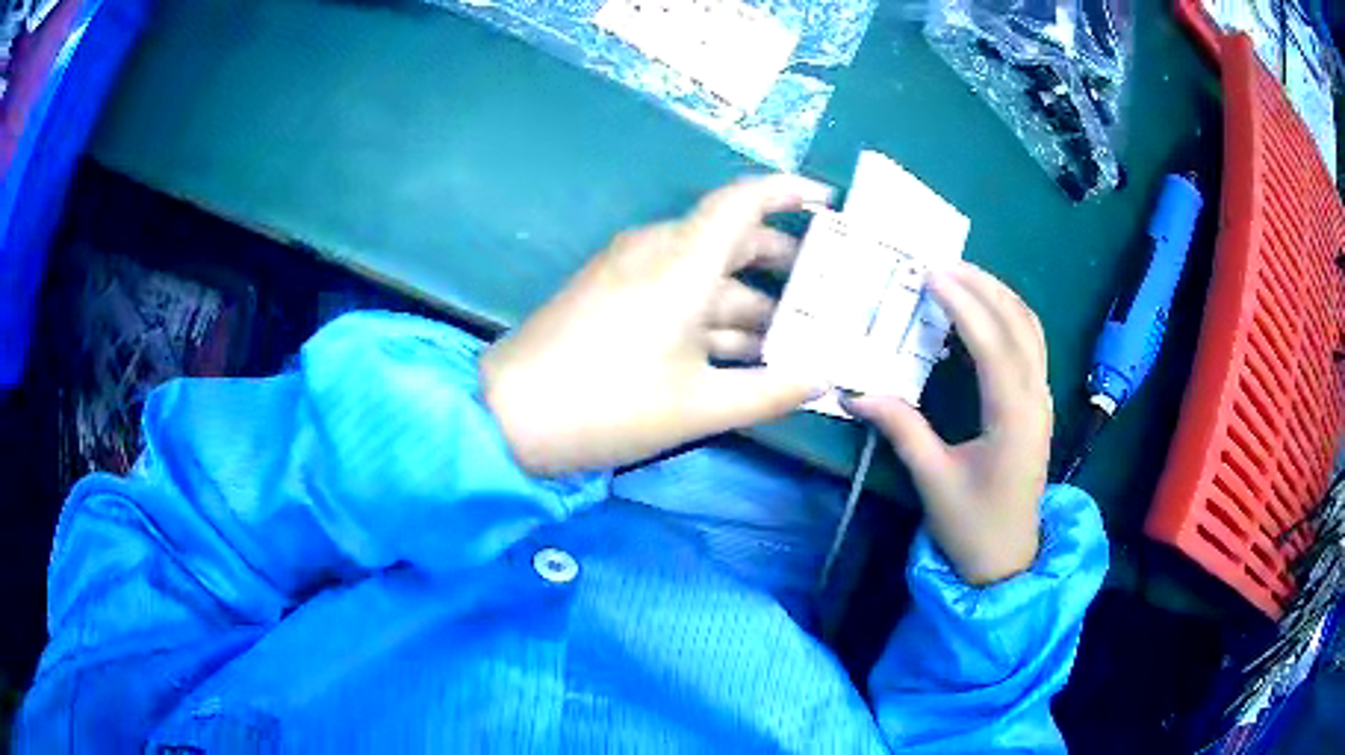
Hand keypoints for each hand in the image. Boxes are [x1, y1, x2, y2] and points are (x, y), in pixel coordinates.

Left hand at [481, 175, 830, 475]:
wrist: (509, 415)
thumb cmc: (610, 405)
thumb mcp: (700, 405)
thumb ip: (771, 391)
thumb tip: (823, 378)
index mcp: (682, 262)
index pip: (744, 202)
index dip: (789, 192)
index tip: (828, 201)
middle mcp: (656, 251)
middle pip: (730, 238)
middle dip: (780, 263)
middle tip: (824, 291)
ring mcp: (628, 271)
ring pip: (703, 271)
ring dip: (747, 299)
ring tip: (792, 336)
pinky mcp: (610, 293)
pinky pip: (674, 289)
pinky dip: (710, 312)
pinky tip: (738, 351)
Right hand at [847, 263, 1051, 584]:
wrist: (1007, 559)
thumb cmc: (971, 525)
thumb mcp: (933, 480)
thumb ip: (902, 429)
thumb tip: (855, 392)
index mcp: (1012, 418)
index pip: (992, 345)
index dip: (963, 305)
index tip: (931, 274)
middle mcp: (1035, 400)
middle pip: (1019, 325)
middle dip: (984, 287)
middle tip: (943, 264)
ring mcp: (1042, 400)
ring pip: (1031, 330)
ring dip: (1000, 296)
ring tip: (963, 275)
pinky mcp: (1038, 405)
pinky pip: (1032, 345)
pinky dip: (1010, 316)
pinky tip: (985, 310)